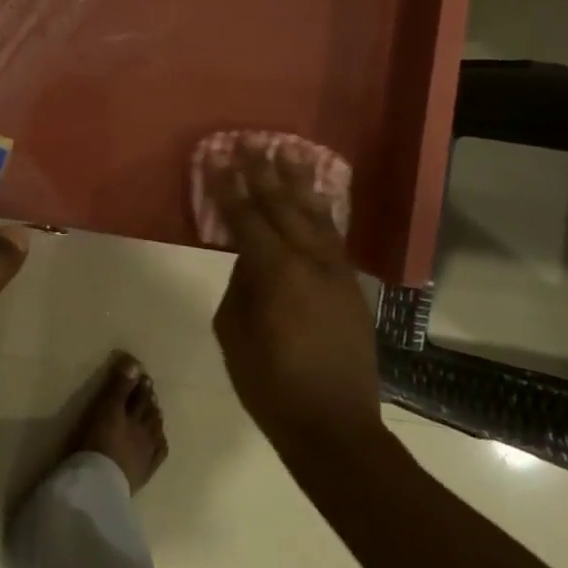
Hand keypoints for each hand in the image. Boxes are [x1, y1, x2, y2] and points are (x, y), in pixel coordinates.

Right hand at [208, 143, 383, 444]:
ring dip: (300, 183)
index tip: (216, 158)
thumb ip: (239, 287)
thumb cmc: (270, 385)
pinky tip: (317, 199)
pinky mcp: (352, 287)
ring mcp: (337, 273)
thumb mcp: (233, 334)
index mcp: (276, 271)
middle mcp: (311, 261)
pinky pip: (334, 237)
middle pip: (283, 205)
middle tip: (251, 141)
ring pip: (316, 215)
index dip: (228, 186)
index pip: (246, 216)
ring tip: (289, 152)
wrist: (334, 426)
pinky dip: (323, 212)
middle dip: (264, 172)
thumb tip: (248, 260)